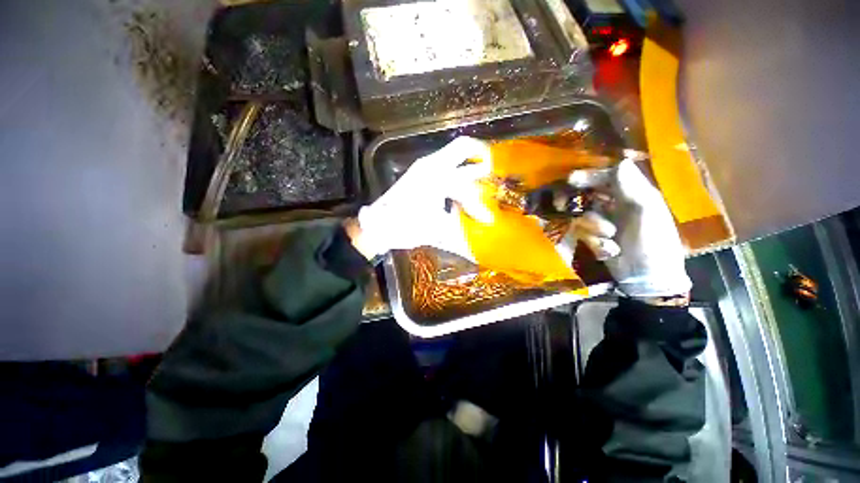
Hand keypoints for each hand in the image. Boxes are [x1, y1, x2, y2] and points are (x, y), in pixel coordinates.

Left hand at [351, 137, 492, 259]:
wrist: (377, 226)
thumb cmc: (405, 226)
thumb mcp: (436, 231)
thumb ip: (461, 235)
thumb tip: (478, 248)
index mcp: (437, 176)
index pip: (467, 186)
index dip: (478, 206)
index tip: (487, 220)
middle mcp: (431, 165)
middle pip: (463, 147)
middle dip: (482, 156)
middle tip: (493, 171)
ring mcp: (424, 167)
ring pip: (453, 155)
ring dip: (469, 164)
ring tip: (483, 177)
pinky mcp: (419, 174)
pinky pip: (445, 165)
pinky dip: (457, 172)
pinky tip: (462, 188)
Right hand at [569, 158, 691, 297]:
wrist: (647, 280)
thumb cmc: (654, 245)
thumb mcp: (646, 215)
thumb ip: (633, 189)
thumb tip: (621, 161)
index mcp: (635, 195)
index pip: (609, 176)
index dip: (590, 176)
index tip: (571, 180)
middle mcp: (618, 205)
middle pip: (589, 194)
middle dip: (577, 200)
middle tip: (562, 205)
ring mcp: (606, 222)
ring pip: (583, 214)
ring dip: (591, 227)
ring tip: (607, 240)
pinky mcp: (596, 237)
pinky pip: (583, 232)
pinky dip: (592, 241)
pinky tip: (607, 250)